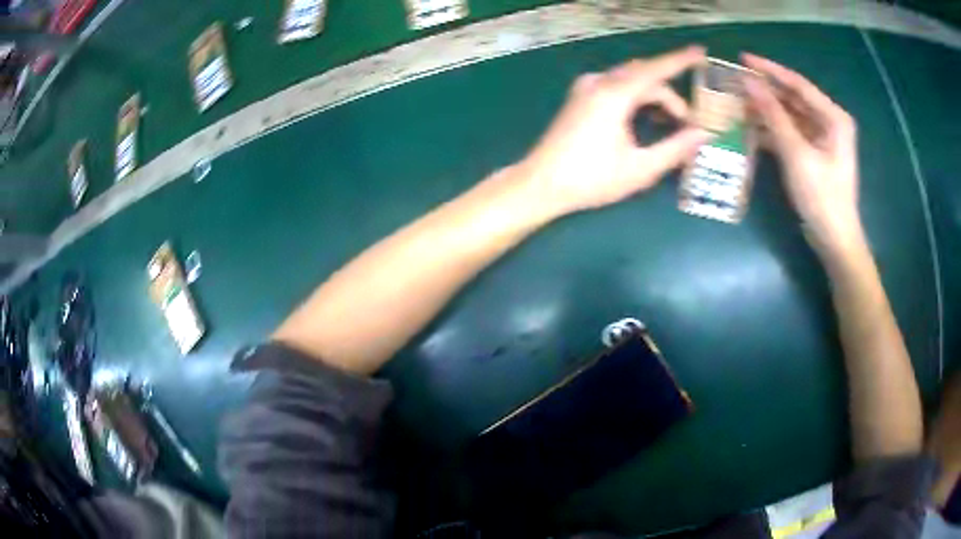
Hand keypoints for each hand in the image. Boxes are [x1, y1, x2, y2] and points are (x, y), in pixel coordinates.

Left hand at [518, 46, 712, 216]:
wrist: (541, 183)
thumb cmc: (591, 178)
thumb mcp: (641, 168)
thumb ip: (675, 149)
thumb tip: (702, 134)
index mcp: (614, 94)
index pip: (655, 70)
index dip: (680, 61)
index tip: (700, 52)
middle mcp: (599, 83)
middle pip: (645, 76)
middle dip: (671, 95)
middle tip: (689, 122)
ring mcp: (586, 88)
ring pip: (630, 81)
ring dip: (654, 97)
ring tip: (672, 124)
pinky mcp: (580, 97)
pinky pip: (616, 86)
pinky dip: (636, 97)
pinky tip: (646, 118)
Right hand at [742, 53, 862, 256]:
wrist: (834, 239)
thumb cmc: (822, 196)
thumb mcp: (796, 153)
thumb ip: (773, 115)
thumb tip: (748, 82)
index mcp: (833, 118)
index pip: (798, 84)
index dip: (770, 70)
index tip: (742, 59)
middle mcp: (829, 122)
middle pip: (793, 98)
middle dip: (766, 91)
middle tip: (736, 82)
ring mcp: (821, 139)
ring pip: (790, 115)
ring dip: (766, 111)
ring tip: (738, 103)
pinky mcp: (813, 154)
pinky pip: (790, 133)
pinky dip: (772, 130)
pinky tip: (751, 128)